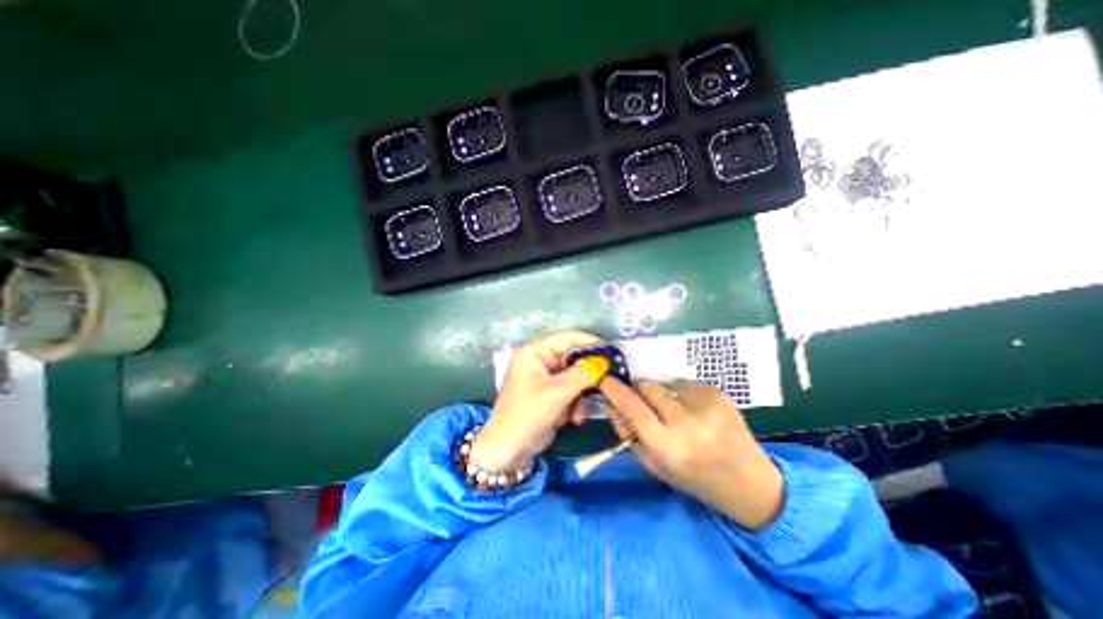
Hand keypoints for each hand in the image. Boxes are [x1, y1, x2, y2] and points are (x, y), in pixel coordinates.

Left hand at [466, 330, 602, 470]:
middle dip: (587, 376)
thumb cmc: (527, 415)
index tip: (612, 353)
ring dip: (581, 395)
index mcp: (535, 351)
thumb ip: (582, 374)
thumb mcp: (557, 393)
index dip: (590, 343)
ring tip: (579, 413)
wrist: (508, 451)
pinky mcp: (550, 394)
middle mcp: (540, 360)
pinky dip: (575, 404)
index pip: (568, 337)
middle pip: (573, 358)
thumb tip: (603, 362)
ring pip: (575, 377)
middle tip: (607, 384)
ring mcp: (545, 378)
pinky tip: (573, 419)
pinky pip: (571, 391)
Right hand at [601, 376, 787, 530]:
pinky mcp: (720, 393)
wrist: (750, 482)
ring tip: (674, 411)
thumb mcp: (654, 464)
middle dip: (638, 390)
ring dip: (661, 393)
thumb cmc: (694, 478)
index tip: (603, 379)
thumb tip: (610, 402)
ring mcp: (707, 405)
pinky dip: (681, 393)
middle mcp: (688, 423)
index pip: (632, 407)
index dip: (614, 390)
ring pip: (665, 382)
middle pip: (647, 387)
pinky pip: (685, 382)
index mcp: (669, 447)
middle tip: (642, 401)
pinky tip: (693, 410)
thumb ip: (628, 432)